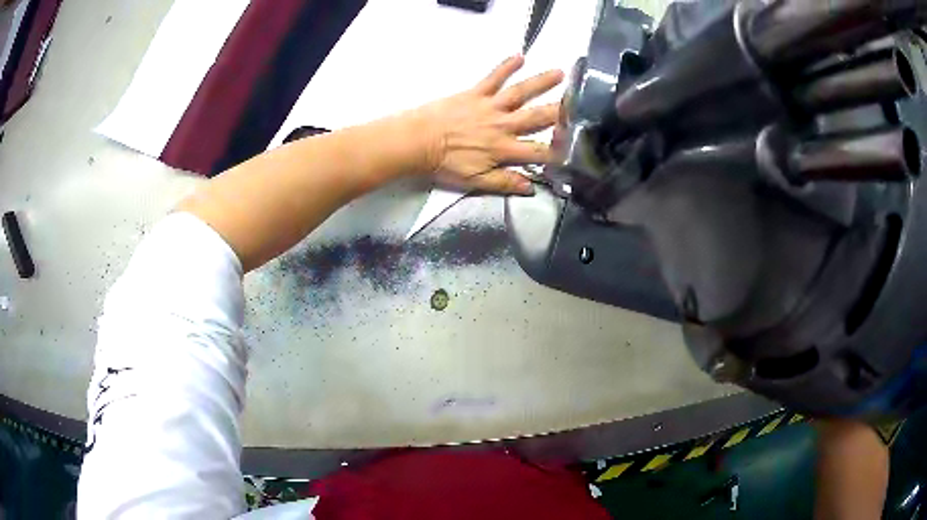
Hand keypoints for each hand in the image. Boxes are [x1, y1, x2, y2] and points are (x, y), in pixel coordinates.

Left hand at [409, 55, 564, 194]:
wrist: (418, 141)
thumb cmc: (446, 163)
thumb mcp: (476, 180)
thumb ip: (505, 182)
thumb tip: (531, 188)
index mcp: (504, 149)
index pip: (538, 151)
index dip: (558, 151)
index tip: (575, 149)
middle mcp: (503, 125)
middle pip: (537, 118)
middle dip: (560, 111)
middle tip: (581, 102)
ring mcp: (490, 106)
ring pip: (521, 93)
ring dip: (541, 82)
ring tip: (561, 73)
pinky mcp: (476, 93)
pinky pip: (493, 78)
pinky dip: (505, 66)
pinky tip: (519, 56)